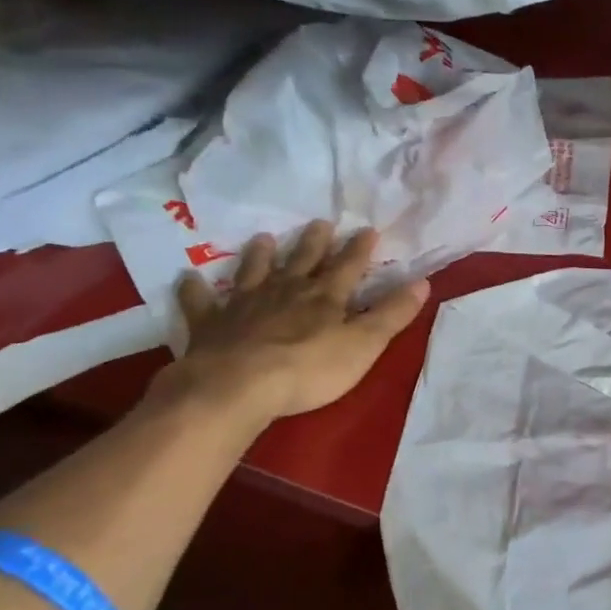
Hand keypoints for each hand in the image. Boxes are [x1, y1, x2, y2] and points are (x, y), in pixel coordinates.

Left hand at [160, 222, 428, 427]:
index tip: (368, 229)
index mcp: (324, 298)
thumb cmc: (309, 369)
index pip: (347, 267)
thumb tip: (422, 283)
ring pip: (254, 273)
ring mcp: (245, 305)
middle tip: (319, 223)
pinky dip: (194, 291)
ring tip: (263, 238)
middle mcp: (285, 292)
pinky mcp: (211, 325)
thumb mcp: (364, 344)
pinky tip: (187, 278)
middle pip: (302, 262)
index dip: (359, 250)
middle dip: (314, 243)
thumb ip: (392, 314)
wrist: (238, 386)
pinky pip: (200, 303)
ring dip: (260, 256)